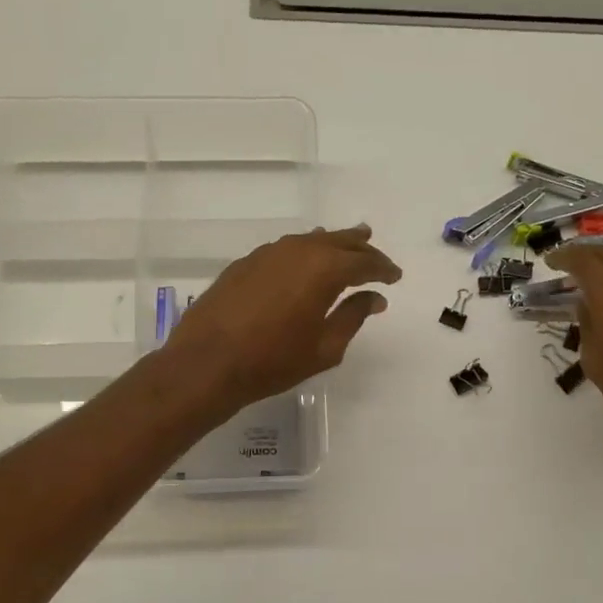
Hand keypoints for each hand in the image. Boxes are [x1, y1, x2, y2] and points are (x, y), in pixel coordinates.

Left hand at [164, 225, 402, 412]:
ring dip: (334, 243)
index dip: (384, 270)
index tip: (395, 278)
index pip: (365, 263)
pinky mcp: (247, 262)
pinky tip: (305, 259)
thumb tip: (374, 297)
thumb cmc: (273, 361)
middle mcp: (299, 250)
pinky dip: (305, 251)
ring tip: (350, 243)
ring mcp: (269, 252)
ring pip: (311, 240)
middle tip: (377, 256)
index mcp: (325, 269)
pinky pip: (287, 248)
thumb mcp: (325, 347)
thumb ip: (353, 316)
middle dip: (362, 250)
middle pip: (340, 242)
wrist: (207, 362)